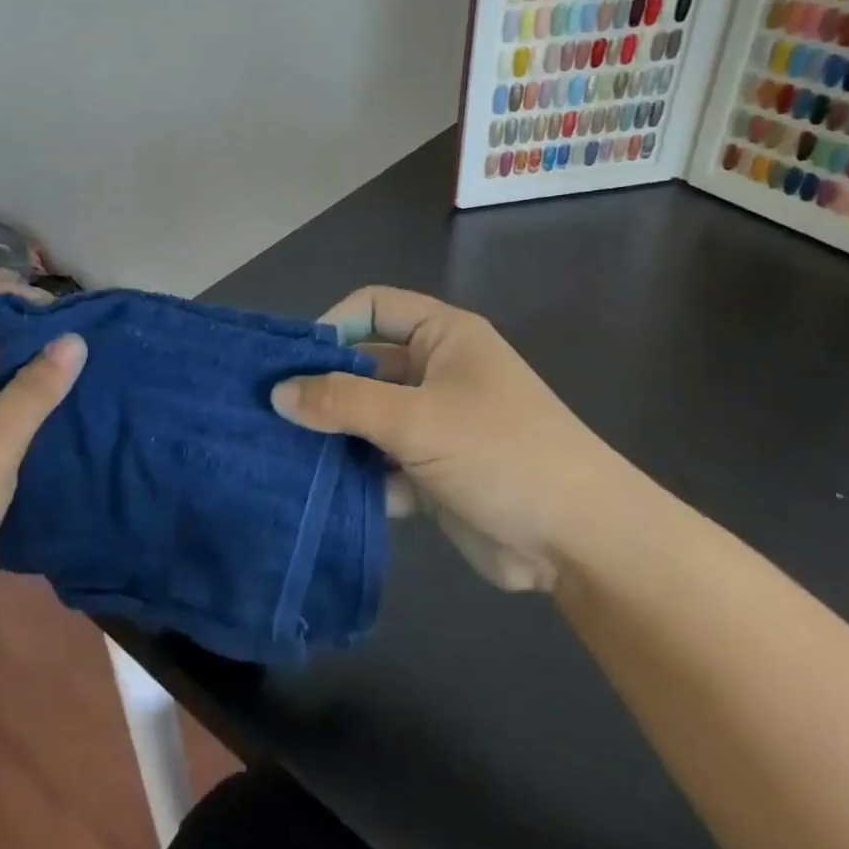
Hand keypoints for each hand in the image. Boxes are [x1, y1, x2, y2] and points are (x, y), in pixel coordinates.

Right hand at [271, 286, 637, 592]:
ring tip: (281, 454)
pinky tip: (320, 493)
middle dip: (322, 389)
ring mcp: (434, 424)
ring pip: (367, 419)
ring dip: (333, 437)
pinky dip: (356, 477)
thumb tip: (278, 393)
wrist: (579, 541)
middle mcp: (436, 372)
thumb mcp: (417, 419)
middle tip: (270, 414)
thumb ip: (343, 401)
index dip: (330, 326)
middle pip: (363, 366)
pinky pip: (380, 464)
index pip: (372, 307)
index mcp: (442, 337)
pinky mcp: (431, 472)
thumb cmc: (501, 453)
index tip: (290, 364)